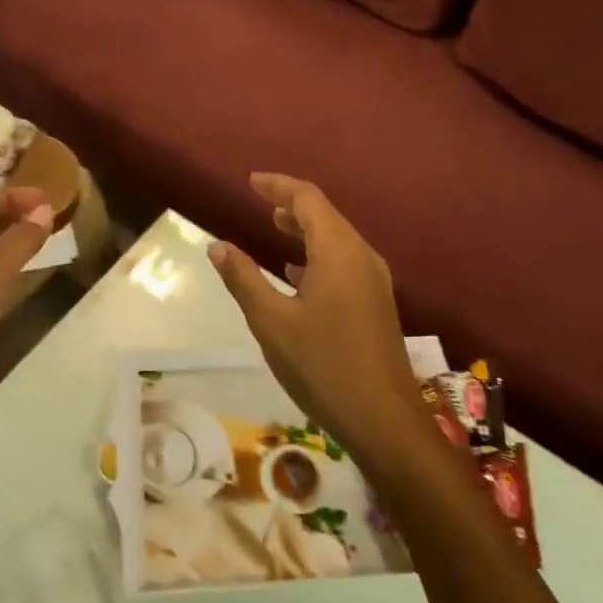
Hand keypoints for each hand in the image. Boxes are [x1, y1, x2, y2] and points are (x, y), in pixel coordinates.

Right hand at [208, 174, 425, 459]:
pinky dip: (317, 254)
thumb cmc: (323, 365)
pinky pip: (344, 261)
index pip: (308, 199)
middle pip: (326, 215)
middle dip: (292, 204)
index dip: (278, 186)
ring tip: (275, 226)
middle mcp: (362, 256)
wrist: (385, 421)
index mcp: (338, 251)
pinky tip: (297, 273)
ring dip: (306, 229)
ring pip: (337, 239)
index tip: (251, 181)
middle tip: (259, 200)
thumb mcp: (271, 322)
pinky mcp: (377, 304)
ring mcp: (374, 281)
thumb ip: (243, 279)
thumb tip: (217, 245)